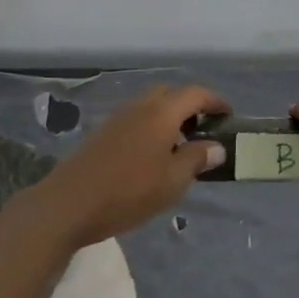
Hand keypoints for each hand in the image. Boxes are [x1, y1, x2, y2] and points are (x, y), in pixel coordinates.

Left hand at [27, 84, 229, 249]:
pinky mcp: (104, 133)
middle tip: (204, 131)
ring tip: (181, 149)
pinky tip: (153, 158)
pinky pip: (137, 120)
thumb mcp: (173, 181)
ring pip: (152, 107)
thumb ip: (196, 159)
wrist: (69, 203)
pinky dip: (152, 128)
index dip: (215, 101)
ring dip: (170, 118)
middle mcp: (140, 107)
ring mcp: (119, 118)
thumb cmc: (128, 191)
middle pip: (171, 94)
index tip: (229, 115)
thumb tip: (216, 146)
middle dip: (191, 107)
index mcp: (161, 113)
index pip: (195, 94)